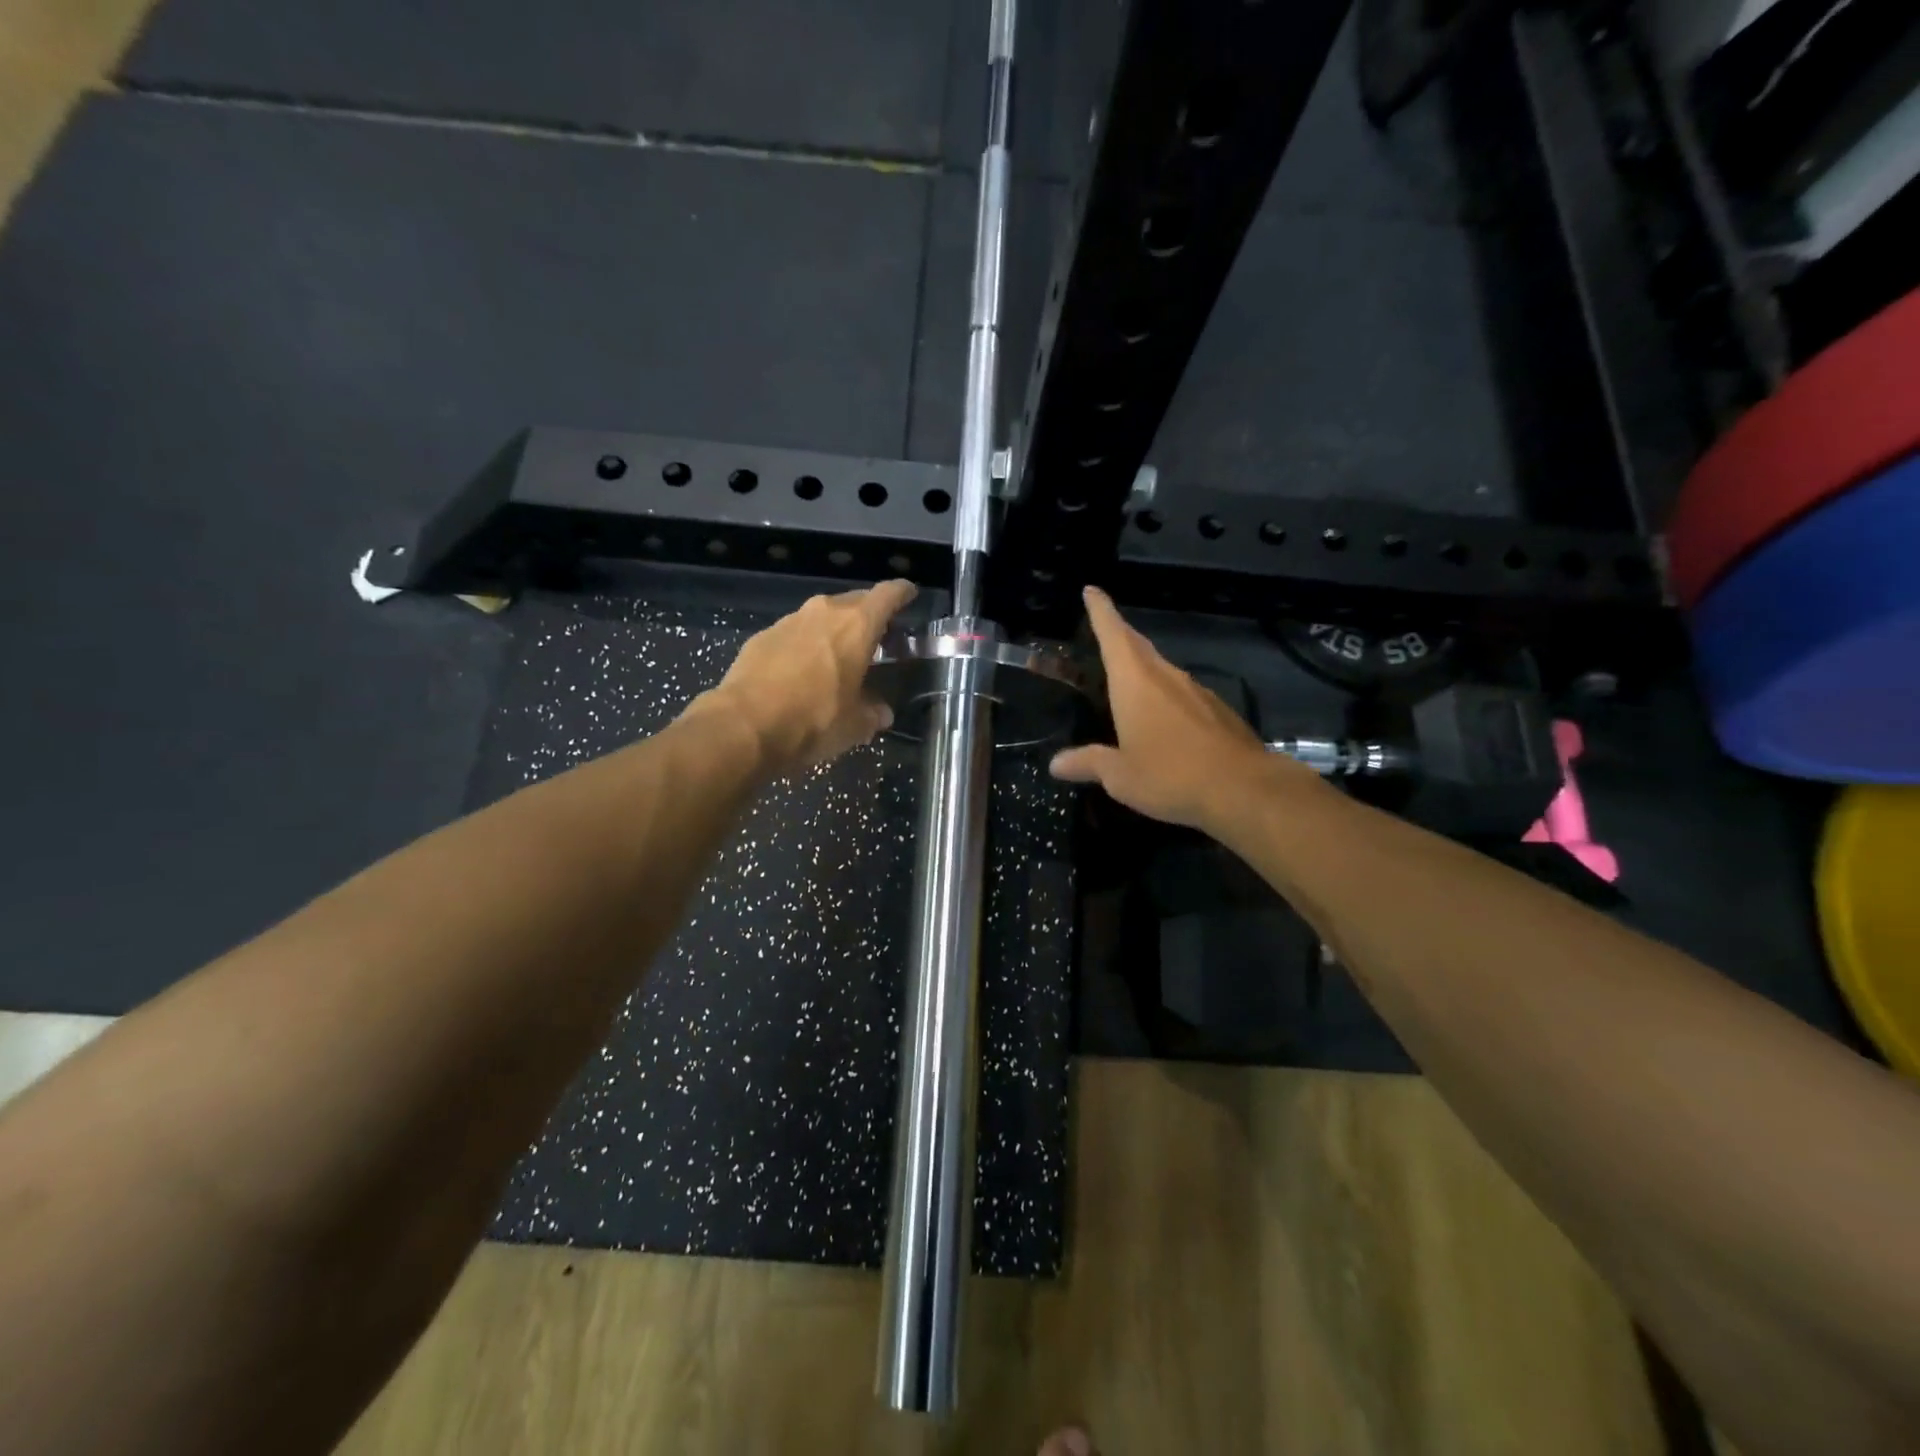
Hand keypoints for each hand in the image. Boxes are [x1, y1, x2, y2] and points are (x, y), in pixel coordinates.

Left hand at [684, 579, 916, 776]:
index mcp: (856, 625)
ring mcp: (788, 621)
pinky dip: (804, 646)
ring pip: (821, 617)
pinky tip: (802, 672)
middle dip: (868, 616)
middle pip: (854, 602)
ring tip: (839, 656)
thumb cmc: (814, 720)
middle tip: (878, 637)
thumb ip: (872, 713)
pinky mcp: (761, 637)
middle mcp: (824, 612)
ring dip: (833, 631)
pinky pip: (794, 634)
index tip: (909, 594)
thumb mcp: (854, 725)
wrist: (744, 726)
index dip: (902, 593)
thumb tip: (880, 713)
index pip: (887, 595)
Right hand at [1049, 586, 1316, 828]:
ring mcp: (1197, 692)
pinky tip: (1165, 720)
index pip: (1113, 635)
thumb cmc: (1169, 775)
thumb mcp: (1119, 776)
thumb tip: (1055, 764)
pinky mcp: (1219, 711)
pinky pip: (1184, 695)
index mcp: (1135, 683)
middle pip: (1139, 646)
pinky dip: (1167, 698)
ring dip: (1144, 668)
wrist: (1242, 789)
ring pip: (1163, 670)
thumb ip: (1088, 764)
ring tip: (1130, 679)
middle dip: (1120, 634)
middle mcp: (1166, 677)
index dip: (1101, 611)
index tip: (1092, 590)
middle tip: (1106, 628)